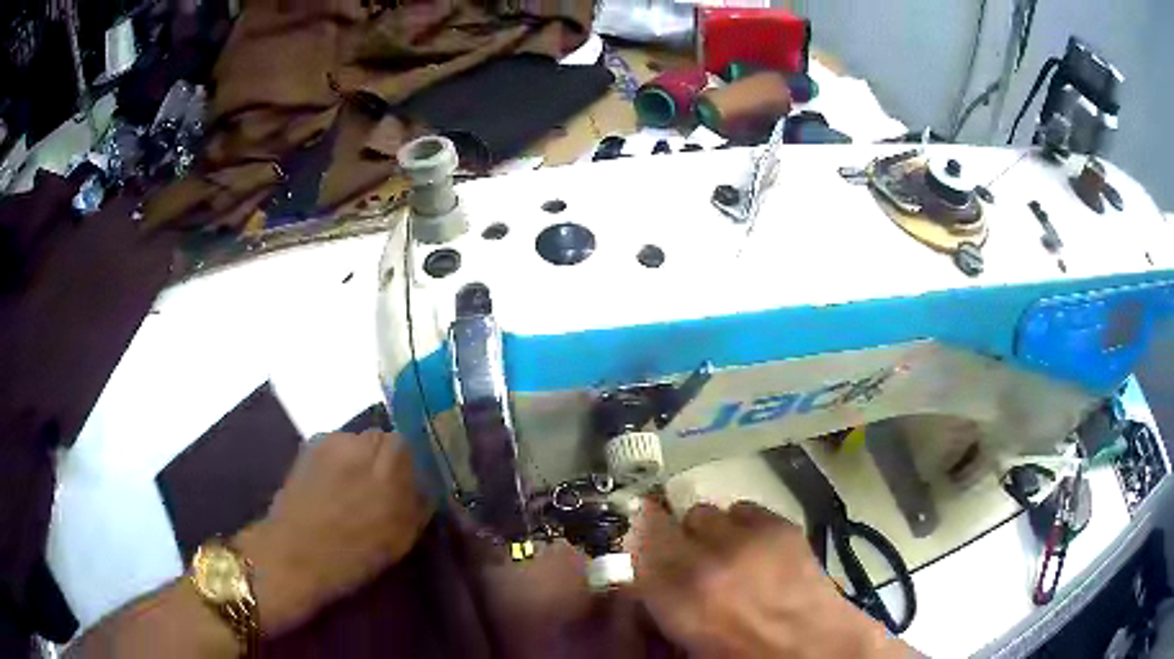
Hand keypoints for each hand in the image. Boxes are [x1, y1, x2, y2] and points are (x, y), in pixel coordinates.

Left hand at [234, 431, 432, 633]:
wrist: (294, 554)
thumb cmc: (353, 555)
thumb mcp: (401, 538)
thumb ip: (419, 504)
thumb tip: (426, 484)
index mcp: (391, 468)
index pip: (412, 444)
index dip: (411, 464)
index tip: (408, 485)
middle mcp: (362, 445)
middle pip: (383, 438)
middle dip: (386, 458)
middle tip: (380, 487)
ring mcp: (333, 441)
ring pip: (357, 440)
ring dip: (361, 457)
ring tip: (352, 487)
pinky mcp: (309, 445)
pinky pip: (335, 445)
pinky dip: (339, 459)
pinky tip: (331, 485)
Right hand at [631, 500, 911, 658]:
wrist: (815, 651)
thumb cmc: (743, 657)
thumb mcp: (685, 640)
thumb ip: (659, 607)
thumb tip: (643, 583)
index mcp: (676, 597)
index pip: (634, 548)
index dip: (635, 548)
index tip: (640, 553)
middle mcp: (705, 559)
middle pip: (665, 523)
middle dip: (670, 541)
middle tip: (686, 562)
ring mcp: (747, 537)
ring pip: (704, 512)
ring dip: (706, 531)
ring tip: (724, 553)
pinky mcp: (781, 526)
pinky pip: (743, 508)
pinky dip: (741, 523)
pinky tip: (753, 547)